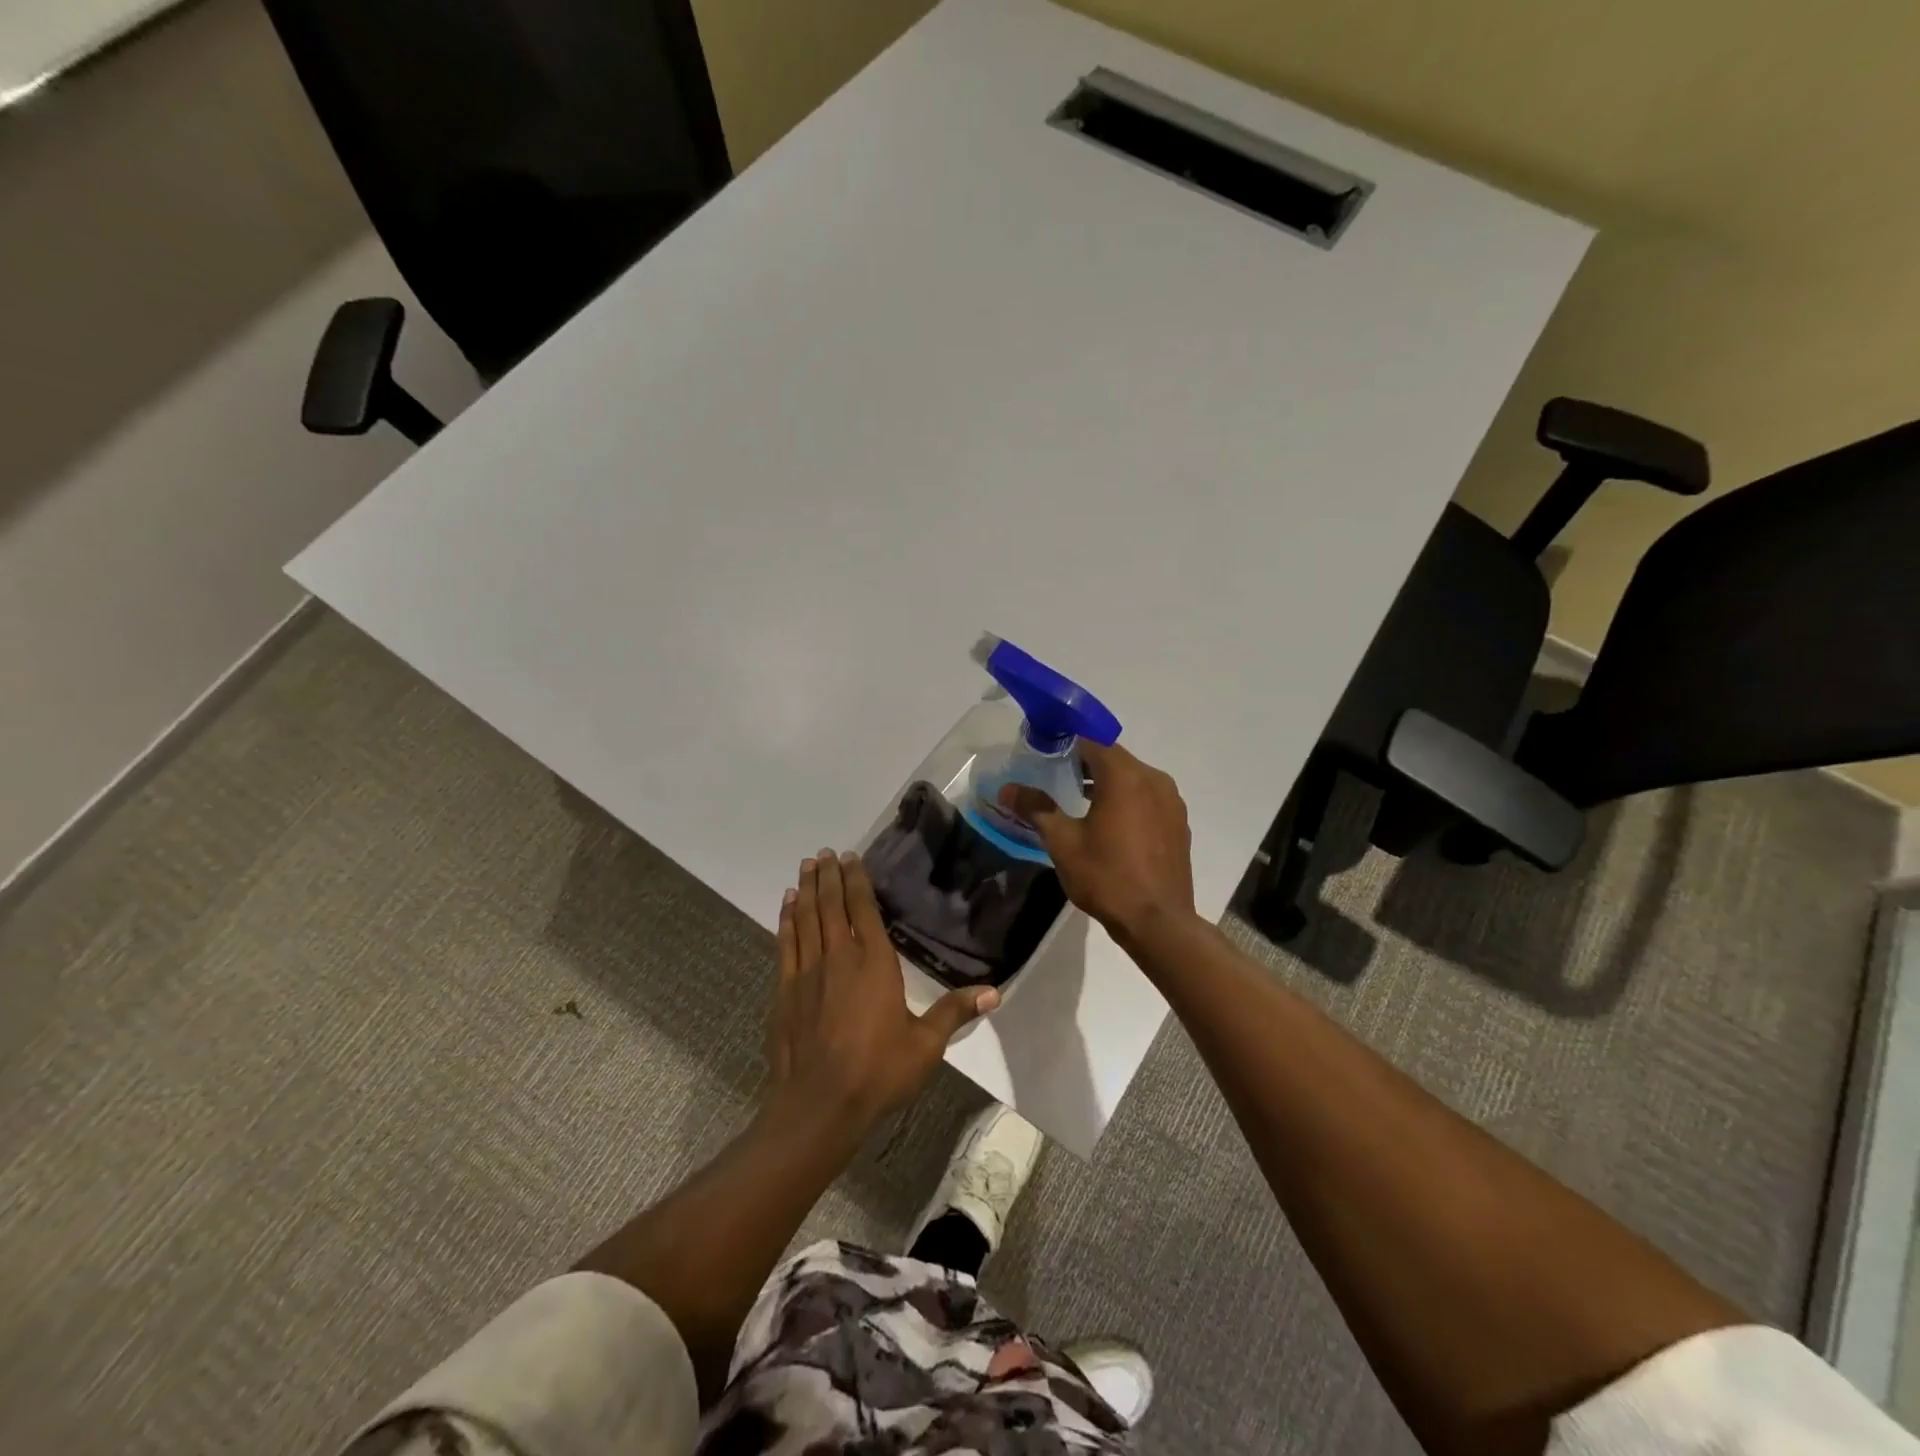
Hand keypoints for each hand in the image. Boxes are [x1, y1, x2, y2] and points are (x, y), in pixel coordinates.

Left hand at [766, 849, 998, 1128]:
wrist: (818, 1105)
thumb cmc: (877, 1072)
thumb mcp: (925, 1046)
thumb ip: (954, 1012)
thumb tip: (995, 992)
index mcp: (874, 963)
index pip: (863, 910)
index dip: (856, 881)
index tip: (850, 857)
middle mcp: (839, 957)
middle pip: (832, 906)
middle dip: (828, 876)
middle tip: (824, 853)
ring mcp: (807, 972)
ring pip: (806, 918)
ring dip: (806, 890)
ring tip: (806, 867)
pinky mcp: (786, 990)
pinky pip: (786, 943)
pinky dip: (787, 920)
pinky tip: (787, 906)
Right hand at [999, 741, 1196, 944]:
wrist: (1158, 922)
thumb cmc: (1106, 877)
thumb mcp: (1063, 842)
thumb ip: (1036, 808)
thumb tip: (1007, 789)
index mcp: (1124, 776)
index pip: (1092, 741)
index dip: (1066, 742)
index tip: (1045, 753)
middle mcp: (1153, 779)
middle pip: (1114, 757)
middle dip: (1085, 763)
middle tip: (1056, 777)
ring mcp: (1171, 801)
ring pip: (1133, 777)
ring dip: (1107, 782)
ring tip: (1079, 801)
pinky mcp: (1178, 822)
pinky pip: (1148, 797)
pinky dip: (1127, 799)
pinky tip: (1111, 823)